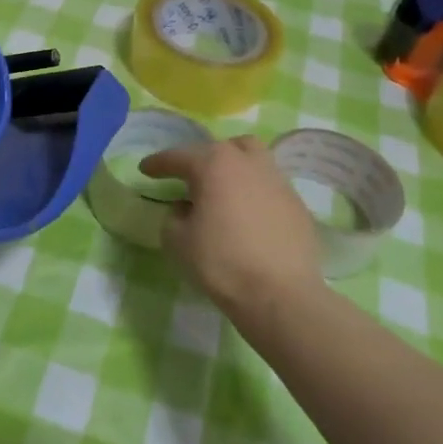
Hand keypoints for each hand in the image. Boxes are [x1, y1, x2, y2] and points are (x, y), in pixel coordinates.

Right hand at [137, 135, 323, 313]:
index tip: (145, 169)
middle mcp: (248, 162)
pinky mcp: (297, 204)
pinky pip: (269, 187)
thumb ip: (174, 216)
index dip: (158, 163)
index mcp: (214, 164)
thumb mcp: (177, 240)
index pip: (178, 156)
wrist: (280, 294)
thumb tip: (186, 208)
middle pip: (221, 148)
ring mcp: (278, 181)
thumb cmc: (221, 262)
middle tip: (188, 179)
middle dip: (201, 159)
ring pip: (252, 159)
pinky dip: (254, 193)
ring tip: (222, 190)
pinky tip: (248, 215)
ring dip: (233, 169)